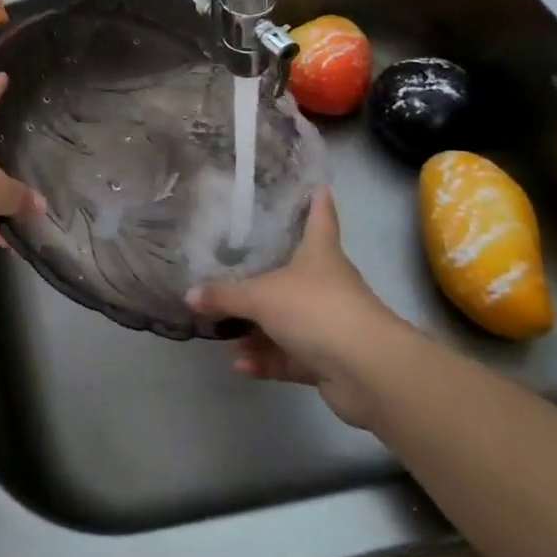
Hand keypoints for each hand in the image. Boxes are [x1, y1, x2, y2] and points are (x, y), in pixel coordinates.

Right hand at [186, 188, 406, 427]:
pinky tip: (240, 365)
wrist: (367, 370)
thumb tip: (190, 295)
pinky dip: (266, 359)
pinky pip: (290, 355)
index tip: (317, 186)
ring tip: (223, 334)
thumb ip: (225, 296)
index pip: (320, 218)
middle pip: (293, 274)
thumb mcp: (261, 296)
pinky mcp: (328, 360)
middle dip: (263, 278)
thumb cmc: (316, 309)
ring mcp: (329, 324)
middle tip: (232, 274)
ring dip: (256, 331)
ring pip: (287, 321)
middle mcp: (327, 284)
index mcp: (319, 254)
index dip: (318, 202)